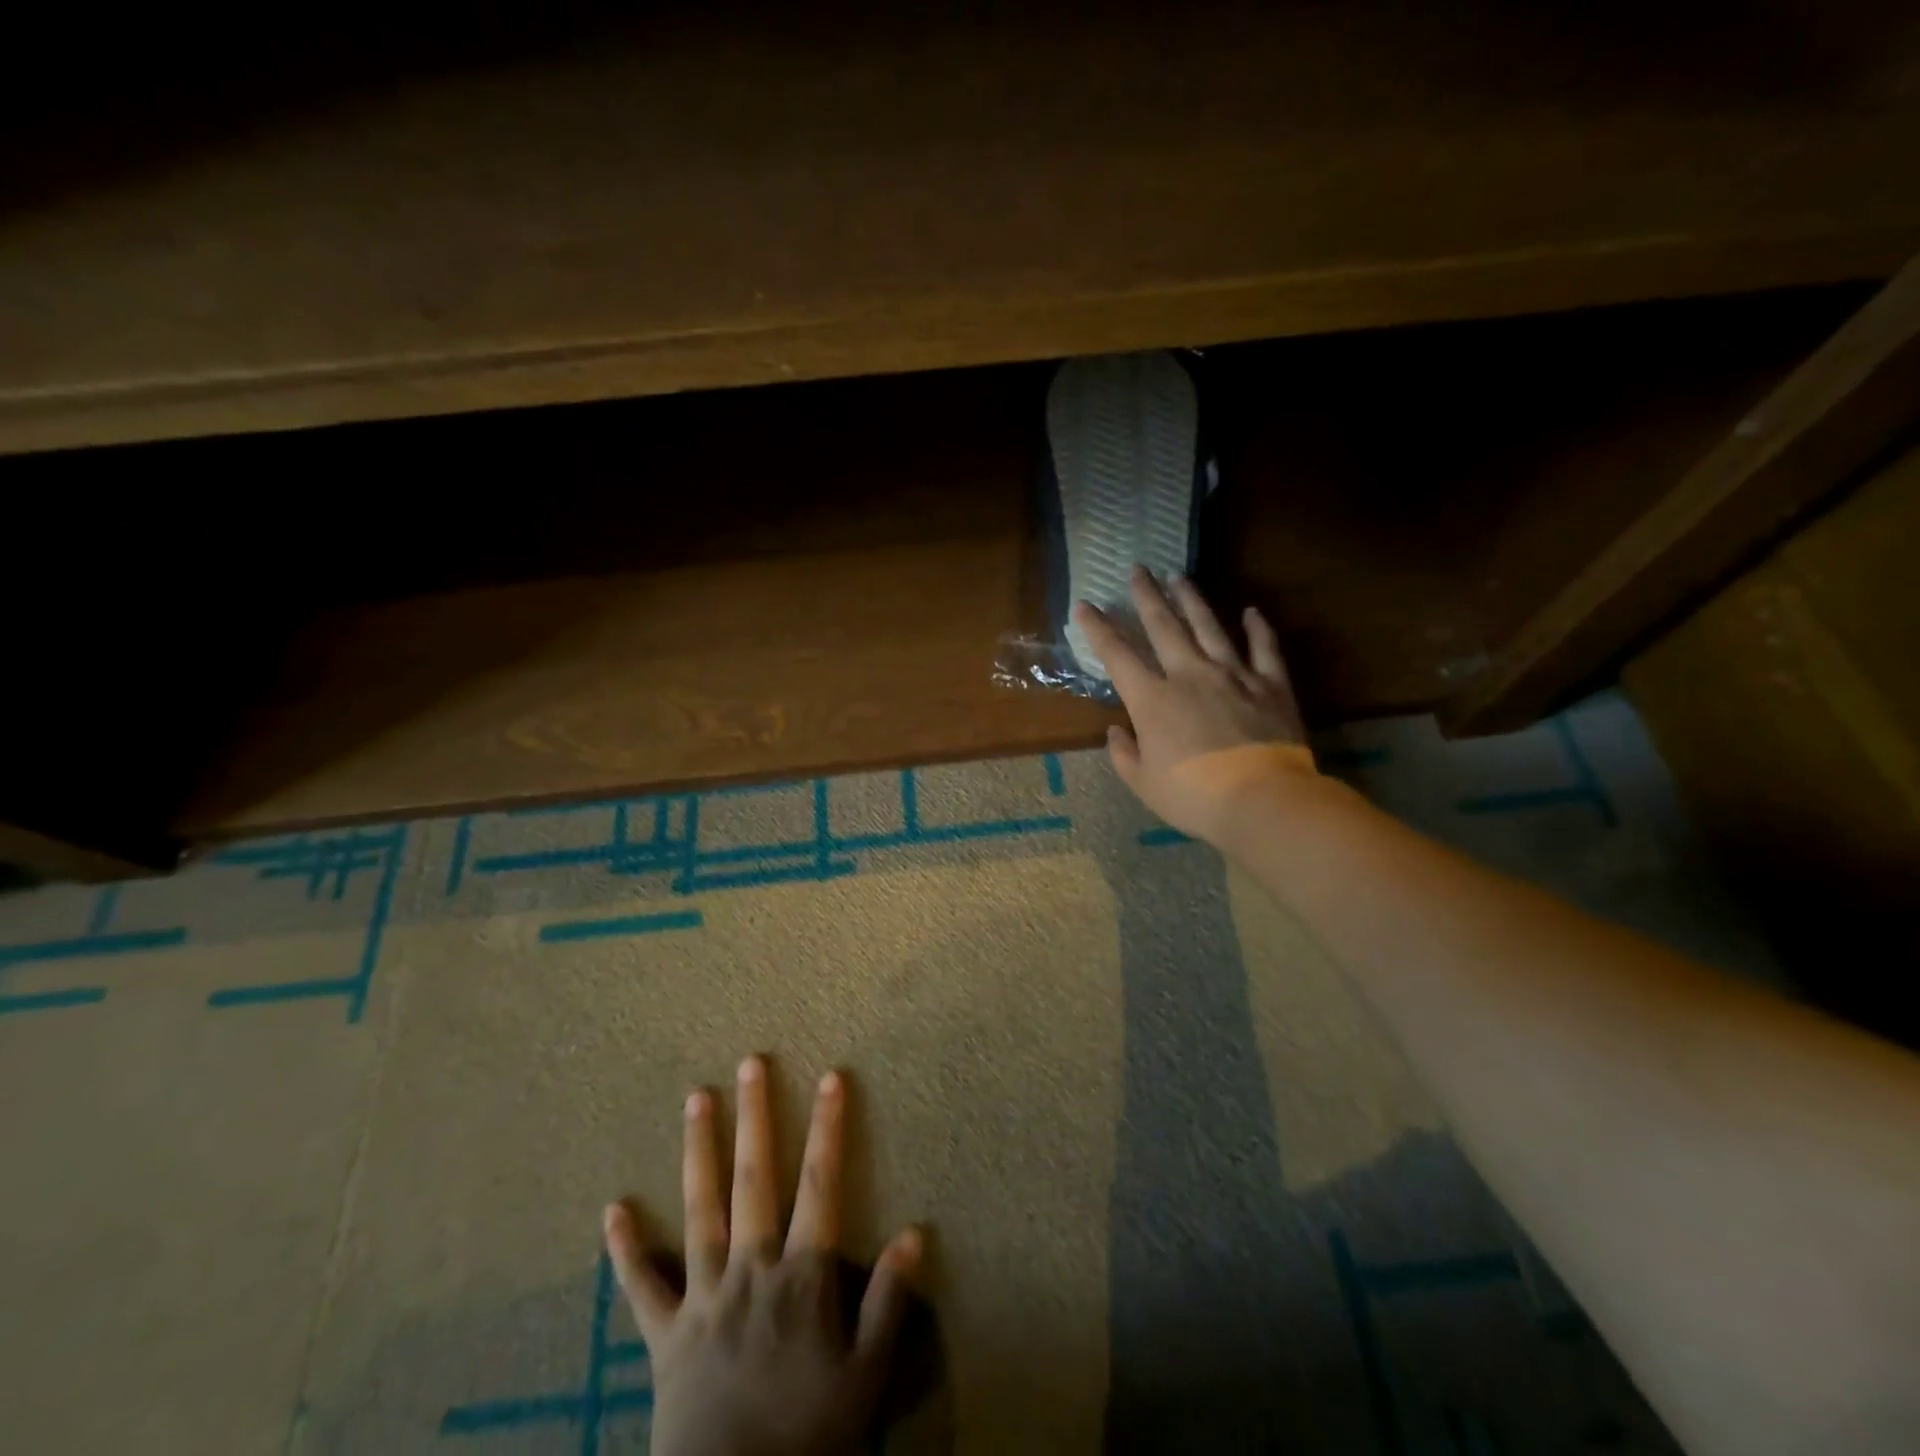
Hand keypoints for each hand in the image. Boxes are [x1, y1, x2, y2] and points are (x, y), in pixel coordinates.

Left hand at [604, 1057, 922, 1455]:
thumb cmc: (808, 1440)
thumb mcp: (866, 1378)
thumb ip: (889, 1302)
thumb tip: (916, 1233)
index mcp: (802, 1277)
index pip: (821, 1185)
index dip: (828, 1128)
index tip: (832, 1077)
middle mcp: (752, 1270)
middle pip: (754, 1180)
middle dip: (755, 1118)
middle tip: (749, 1064)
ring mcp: (704, 1297)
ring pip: (700, 1210)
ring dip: (699, 1152)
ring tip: (695, 1099)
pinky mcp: (665, 1335)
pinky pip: (642, 1287)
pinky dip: (627, 1249)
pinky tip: (612, 1208)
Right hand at [1072, 566, 1315, 844]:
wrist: (1261, 800)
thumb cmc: (1193, 796)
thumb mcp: (1144, 783)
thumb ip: (1125, 754)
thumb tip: (1117, 731)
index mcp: (1152, 700)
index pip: (1117, 655)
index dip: (1098, 628)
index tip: (1084, 605)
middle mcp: (1189, 675)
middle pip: (1164, 627)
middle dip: (1147, 596)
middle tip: (1138, 570)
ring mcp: (1233, 675)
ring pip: (1209, 626)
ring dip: (1192, 600)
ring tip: (1180, 576)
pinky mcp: (1271, 684)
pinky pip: (1264, 648)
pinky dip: (1258, 628)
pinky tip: (1250, 611)